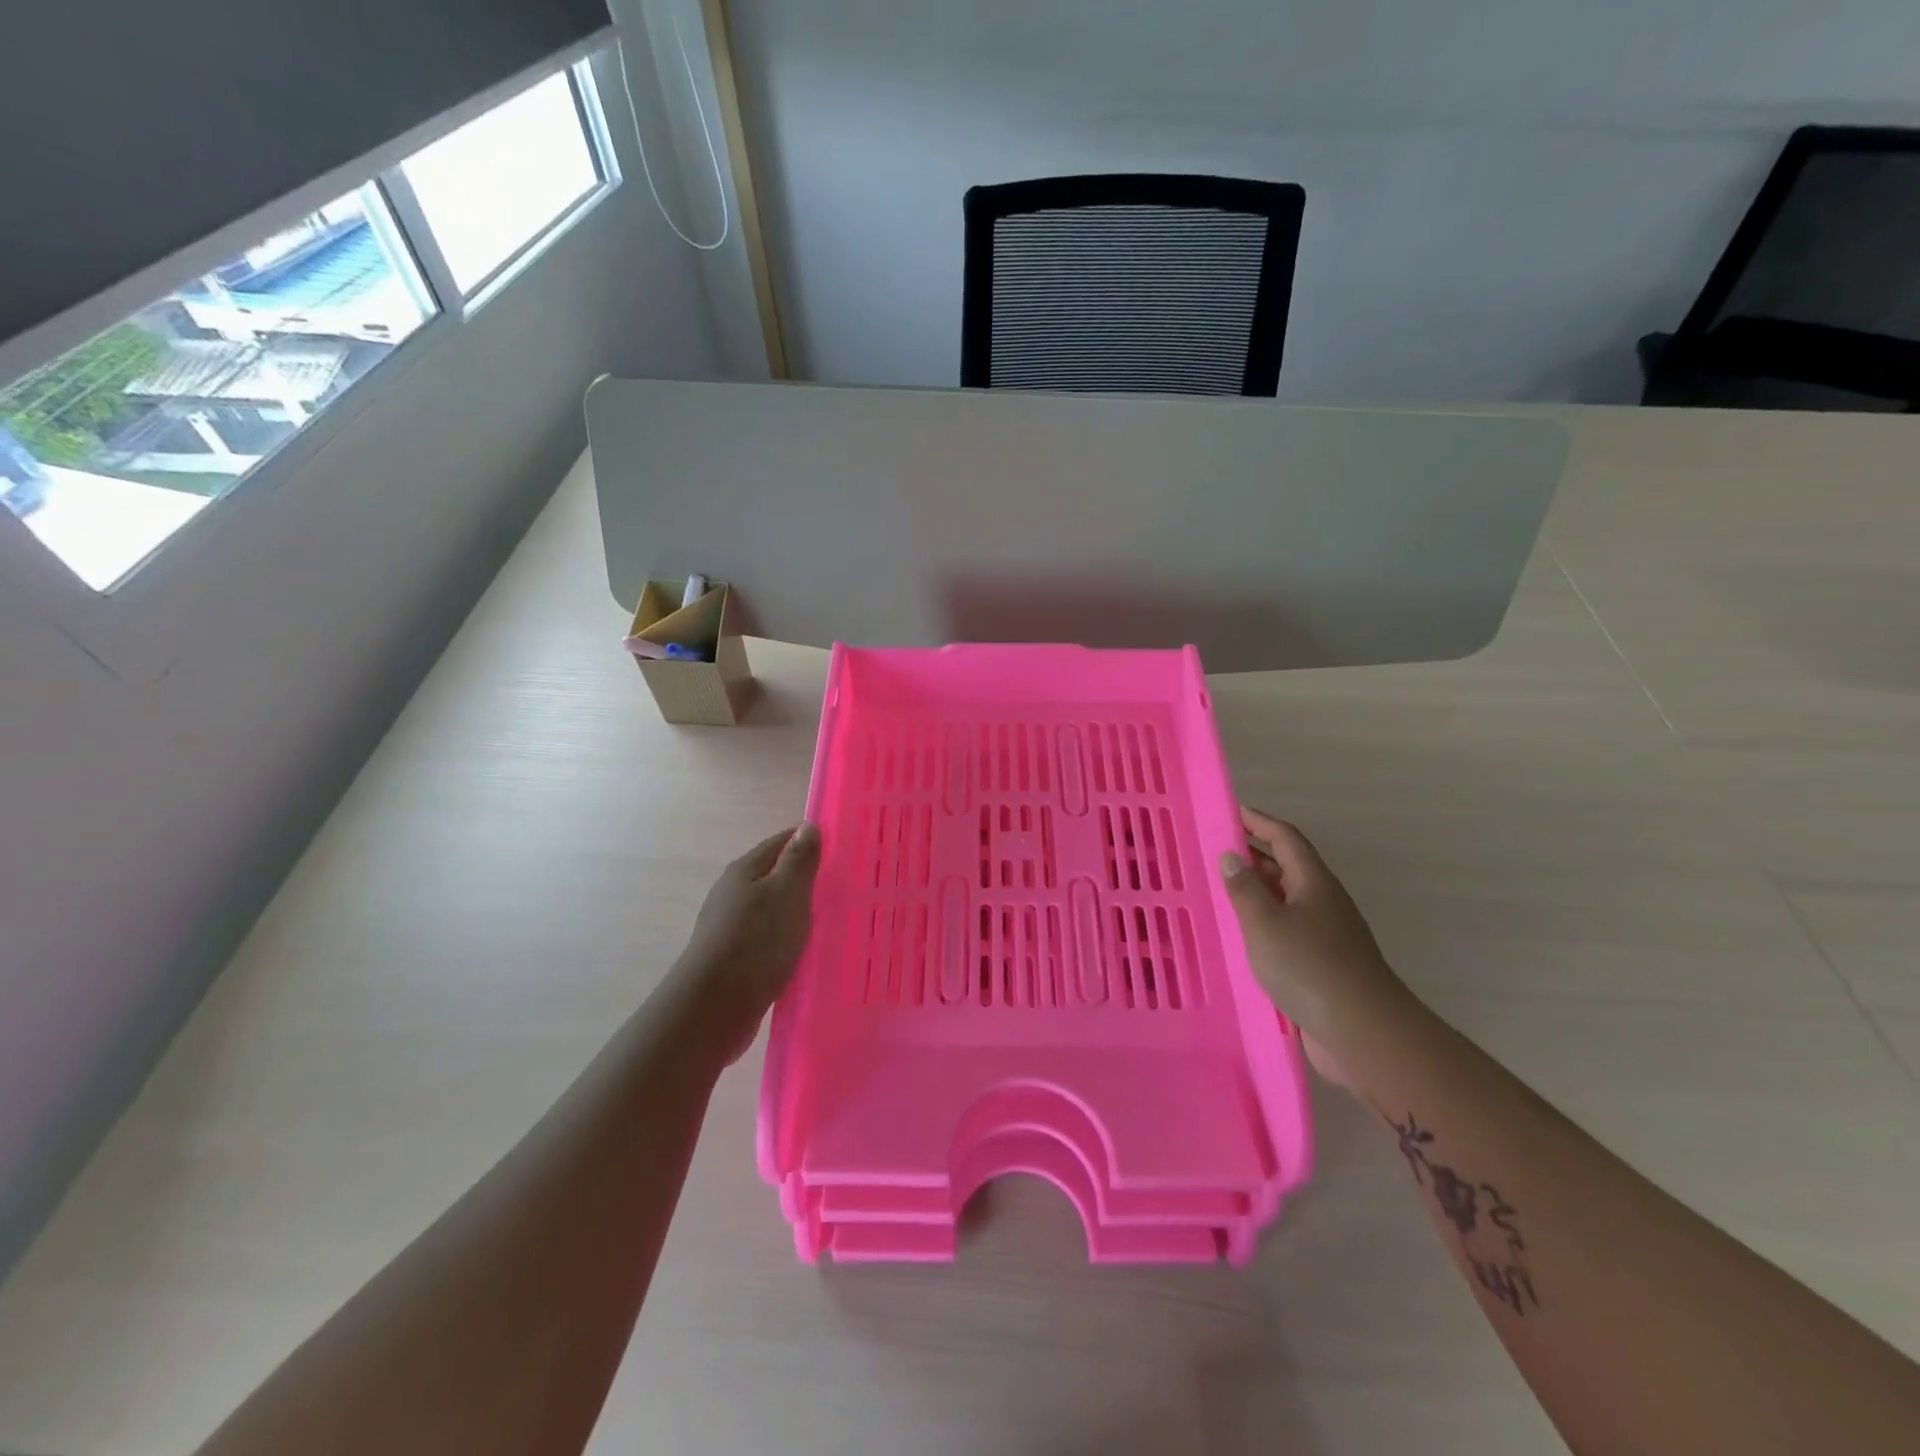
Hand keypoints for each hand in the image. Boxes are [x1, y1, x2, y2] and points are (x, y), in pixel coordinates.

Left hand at [670, 824, 820, 1056]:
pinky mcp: (733, 958)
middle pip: (775, 875)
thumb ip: (799, 860)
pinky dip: (786, 939)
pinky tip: (803, 952)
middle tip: (842, 888)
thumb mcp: (786, 893)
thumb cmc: (755, 942)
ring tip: (829, 922)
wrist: (713, 1008)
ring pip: (772, 909)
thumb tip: (808, 826)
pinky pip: (767, 938)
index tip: (842, 852)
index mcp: (745, 870)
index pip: (782, 842)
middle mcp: (733, 892)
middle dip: (806, 879)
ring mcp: (730, 926)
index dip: (811, 842)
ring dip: (796, 912)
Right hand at [1221, 806, 1412, 1086]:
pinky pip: (1287, 930)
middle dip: (1253, 855)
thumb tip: (1231, 855)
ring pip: (1285, 900)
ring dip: (1256, 891)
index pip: (1285, 838)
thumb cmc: (1309, 967)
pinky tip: (1240, 937)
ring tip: (1219, 891)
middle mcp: (1323, 902)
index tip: (1230, 812)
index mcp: (1314, 882)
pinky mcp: (1322, 964)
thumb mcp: (1265, 923)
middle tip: (1214, 852)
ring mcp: (1326, 935)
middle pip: (1287, 867)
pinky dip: (1262, 924)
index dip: (1258, 821)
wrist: (1363, 1033)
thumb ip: (1244, 888)